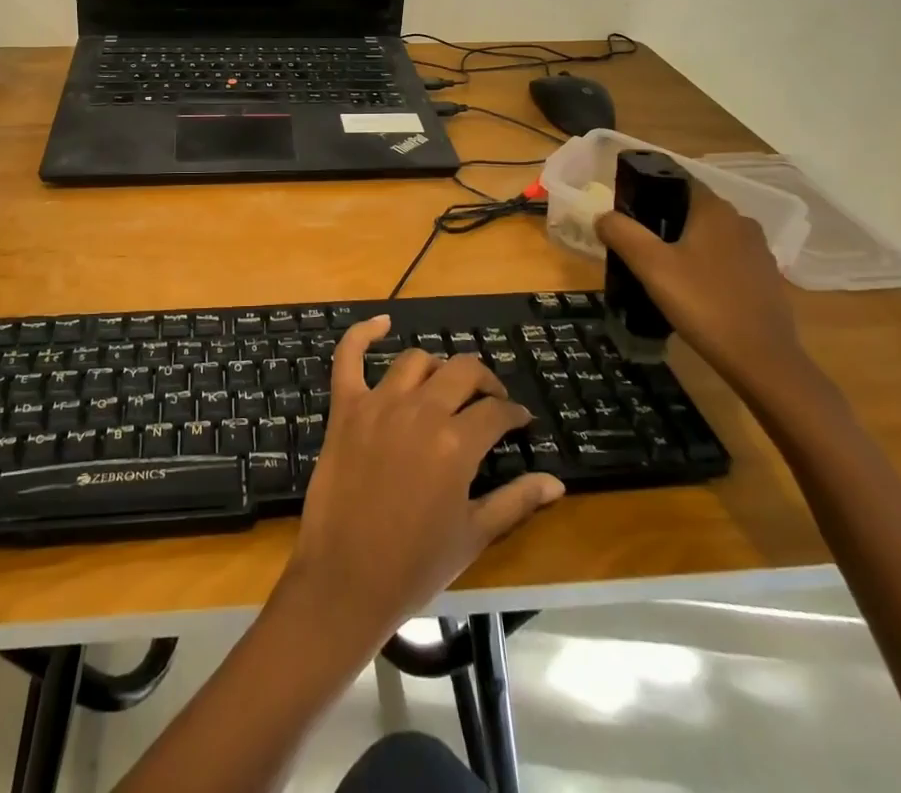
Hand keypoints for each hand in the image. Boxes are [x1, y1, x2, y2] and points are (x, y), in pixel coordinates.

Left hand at [276, 315, 565, 653]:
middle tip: (490, 400)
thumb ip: (515, 501)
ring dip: (437, 368)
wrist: (346, 578)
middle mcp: (420, 411)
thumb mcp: (473, 535)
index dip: (514, 414)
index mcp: (456, 444)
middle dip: (484, 382)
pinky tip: (381, 322)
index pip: (496, 411)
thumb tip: (556, 482)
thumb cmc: (415, 564)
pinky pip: (348, 356)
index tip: (520, 423)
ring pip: (415, 361)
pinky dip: (363, 334)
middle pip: (462, 372)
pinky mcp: (345, 407)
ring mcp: (378, 403)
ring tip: (445, 385)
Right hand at [594, 180, 814, 400]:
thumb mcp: (651, 266)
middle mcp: (741, 222)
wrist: (762, 360)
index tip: (623, 209)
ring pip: (709, 235)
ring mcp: (757, 251)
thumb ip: (622, 233)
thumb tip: (603, 216)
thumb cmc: (703, 303)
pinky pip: (725, 259)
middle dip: (661, 219)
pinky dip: (704, 265)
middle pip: (691, 209)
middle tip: (632, 242)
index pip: (677, 181)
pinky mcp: (764, 279)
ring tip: (656, 267)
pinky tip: (689, 289)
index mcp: (715, 210)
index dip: (647, 189)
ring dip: (683, 244)